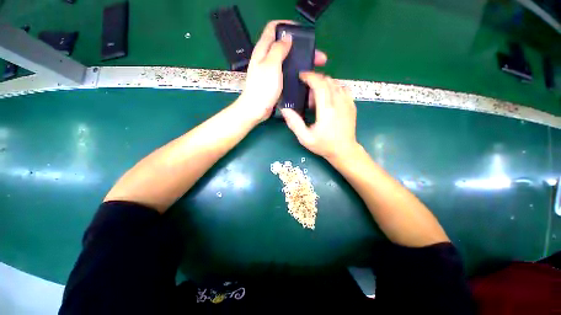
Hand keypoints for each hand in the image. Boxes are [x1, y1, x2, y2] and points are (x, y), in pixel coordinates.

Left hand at [238, 20, 326, 122]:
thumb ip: (278, 49)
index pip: (273, 28)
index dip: (287, 26)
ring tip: (313, 65)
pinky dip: (295, 71)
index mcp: (263, 49)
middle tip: (315, 54)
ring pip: (287, 59)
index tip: (302, 33)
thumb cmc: (262, 88)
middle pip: (284, 44)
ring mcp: (270, 70)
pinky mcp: (274, 81)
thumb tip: (287, 37)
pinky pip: (286, 71)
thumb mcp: (271, 65)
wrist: (256, 109)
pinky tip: (304, 75)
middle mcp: (266, 57)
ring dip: (300, 59)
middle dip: (300, 47)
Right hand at [281, 72, 359, 160]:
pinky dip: (333, 88)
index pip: (320, 84)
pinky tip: (328, 98)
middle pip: (327, 80)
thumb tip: (284, 109)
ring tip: (317, 98)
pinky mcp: (352, 105)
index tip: (301, 76)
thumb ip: (294, 123)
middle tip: (307, 92)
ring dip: (324, 84)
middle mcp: (339, 102)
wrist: (344, 151)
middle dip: (315, 80)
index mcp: (327, 110)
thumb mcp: (305, 138)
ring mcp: (348, 102)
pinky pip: (343, 88)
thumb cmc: (324, 145)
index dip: (309, 77)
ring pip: (335, 83)